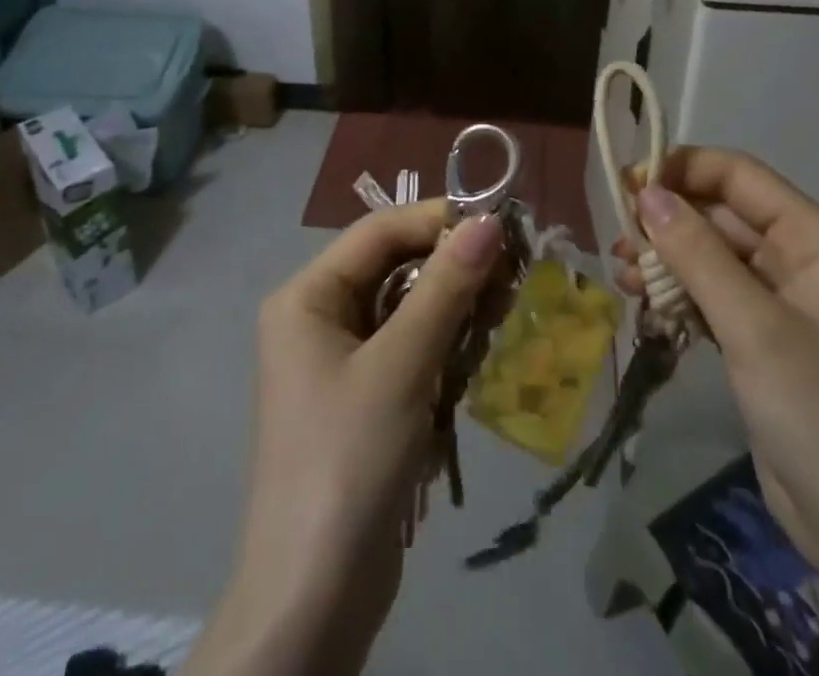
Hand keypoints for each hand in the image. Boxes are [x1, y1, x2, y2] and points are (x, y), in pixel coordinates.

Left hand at [183, 201, 503, 675]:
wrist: (313, 598)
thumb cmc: (349, 460)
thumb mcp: (402, 365)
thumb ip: (446, 287)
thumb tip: (488, 221)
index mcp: (307, 295)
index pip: (378, 231)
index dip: (437, 220)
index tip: (499, 225)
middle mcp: (318, 316)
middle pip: (393, 267)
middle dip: (451, 268)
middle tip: (511, 273)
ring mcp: (339, 359)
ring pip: (407, 308)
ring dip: (453, 309)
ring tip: (500, 314)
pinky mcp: (363, 397)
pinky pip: (408, 348)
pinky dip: (443, 347)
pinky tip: (474, 359)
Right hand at [612, 149, 818, 581]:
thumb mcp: (752, 325)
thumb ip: (696, 253)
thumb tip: (645, 192)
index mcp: (813, 237)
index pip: (737, 175)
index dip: (681, 169)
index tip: (625, 184)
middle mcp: (798, 256)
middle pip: (719, 213)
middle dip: (666, 221)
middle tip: (616, 237)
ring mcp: (779, 299)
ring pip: (709, 255)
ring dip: (665, 260)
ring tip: (621, 274)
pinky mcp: (761, 337)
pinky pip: (710, 295)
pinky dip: (677, 295)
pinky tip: (642, 306)